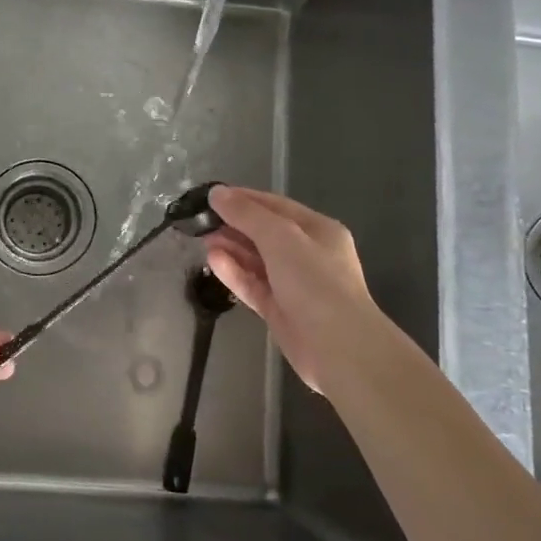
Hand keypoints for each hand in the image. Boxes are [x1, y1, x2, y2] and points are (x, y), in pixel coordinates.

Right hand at [203, 186, 402, 395]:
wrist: (338, 347)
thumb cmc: (315, 282)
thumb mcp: (281, 237)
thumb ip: (247, 214)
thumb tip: (218, 193)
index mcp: (318, 230)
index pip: (276, 206)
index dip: (244, 198)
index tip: (211, 196)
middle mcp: (308, 254)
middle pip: (265, 233)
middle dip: (234, 225)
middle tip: (201, 221)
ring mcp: (293, 284)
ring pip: (257, 260)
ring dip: (231, 248)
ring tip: (202, 239)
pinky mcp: (280, 309)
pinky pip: (253, 284)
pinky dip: (234, 272)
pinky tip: (213, 261)